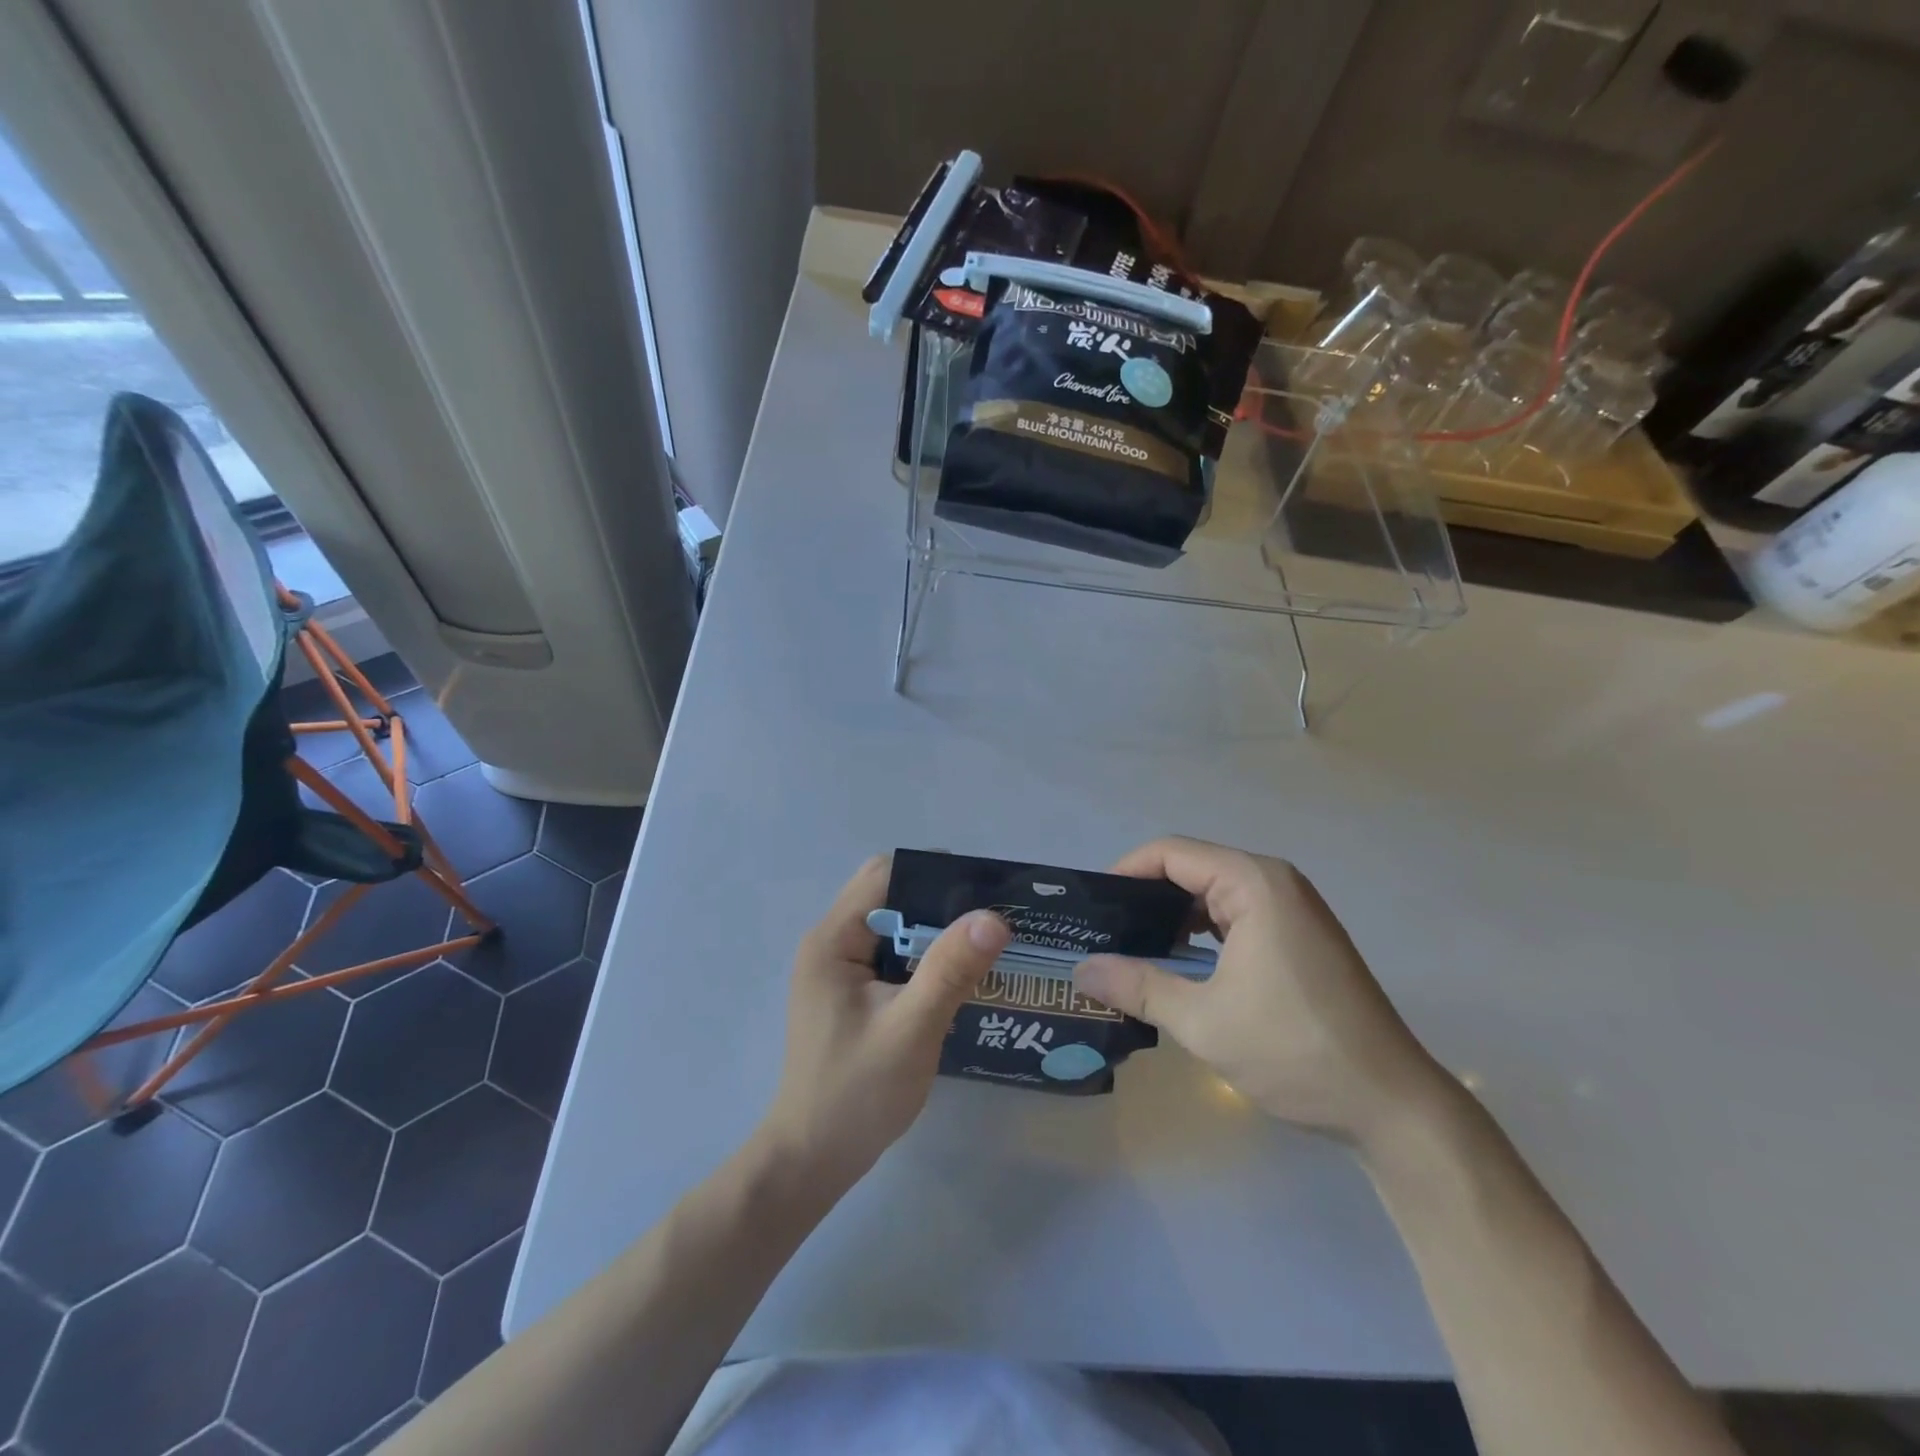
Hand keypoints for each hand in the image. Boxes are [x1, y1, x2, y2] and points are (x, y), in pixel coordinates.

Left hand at [758, 856, 1011, 1193]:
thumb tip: (993, 917)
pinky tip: (958, 974)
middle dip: (940, 901)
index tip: (985, 888)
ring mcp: (838, 968)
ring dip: (935, 930)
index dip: (935, 873)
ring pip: (894, 925)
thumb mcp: (911, 1029)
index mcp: (833, 939)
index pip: (886, 875)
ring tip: (985, 942)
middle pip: (890, 895)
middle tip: (992, 918)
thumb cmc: (857, 1094)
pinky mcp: (850, 992)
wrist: (812, 1159)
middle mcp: (831, 942)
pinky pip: (892, 954)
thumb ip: (949, 970)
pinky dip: (924, 956)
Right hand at [1074, 836, 1446, 1143]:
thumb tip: (1079, 972)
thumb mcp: (1202, 1020)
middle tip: (1102, 934)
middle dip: (1144, 898)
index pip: (1170, 853)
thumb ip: (1136, 986)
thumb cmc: (1294, 1051)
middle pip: (1191, 869)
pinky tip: (1177, 966)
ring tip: (1130, 951)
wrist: (1391, 1105)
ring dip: (1172, 919)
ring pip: (1213, 895)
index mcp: (1253, 883)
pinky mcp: (1298, 938)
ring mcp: (1292, 910)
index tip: (1092, 909)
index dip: (1124, 873)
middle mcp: (1274, 882)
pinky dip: (1201, 934)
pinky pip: (1235, 917)